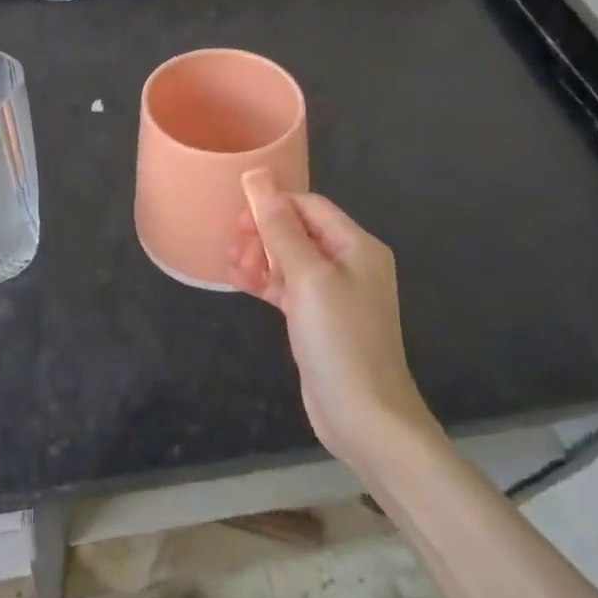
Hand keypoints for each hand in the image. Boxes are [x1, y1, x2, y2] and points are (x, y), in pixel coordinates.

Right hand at [227, 169, 438, 469]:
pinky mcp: (318, 320)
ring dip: (259, 258)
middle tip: (234, 245)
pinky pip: (287, 288)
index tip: (238, 215)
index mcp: (357, 246)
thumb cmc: (340, 339)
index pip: (310, 206)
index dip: (274, 204)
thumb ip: (281, 229)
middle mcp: (349, 264)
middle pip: (298, 231)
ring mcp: (334, 294)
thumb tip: (260, 180)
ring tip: (232, 267)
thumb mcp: (309, 277)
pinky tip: (239, 282)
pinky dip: (264, 282)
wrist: (364, 416)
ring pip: (288, 260)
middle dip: (263, 233)